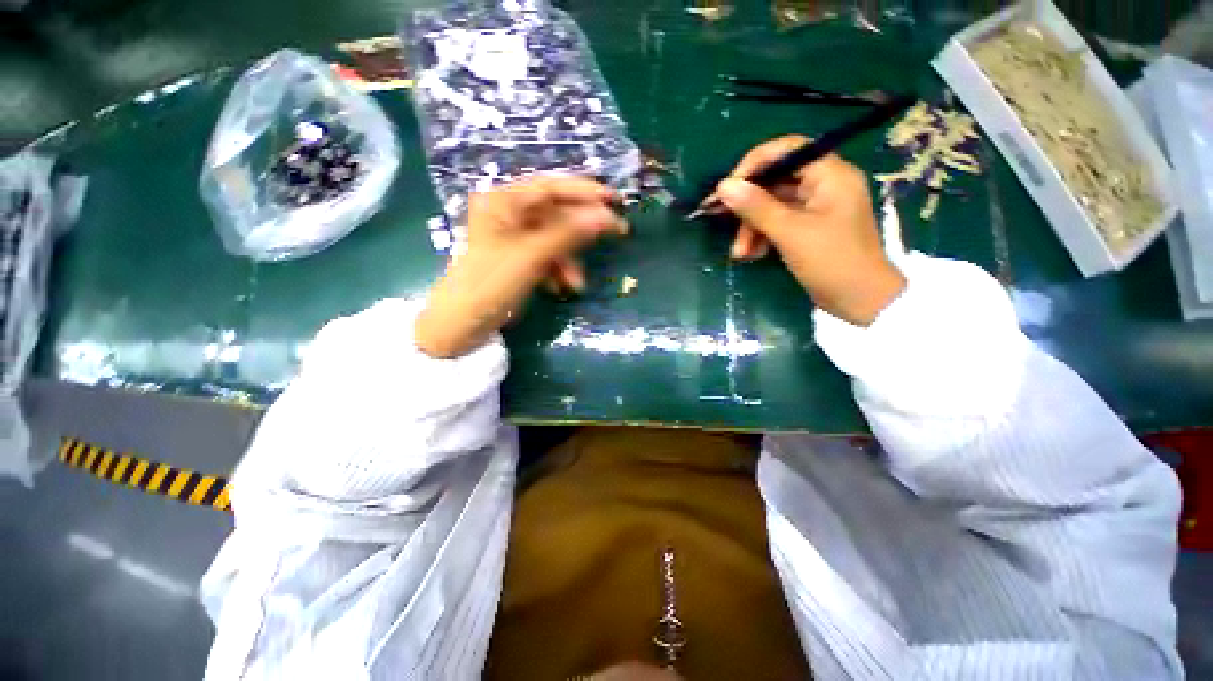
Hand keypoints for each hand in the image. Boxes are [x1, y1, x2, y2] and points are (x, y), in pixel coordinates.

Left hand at [416, 176, 625, 358]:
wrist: (462, 324)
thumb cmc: (491, 283)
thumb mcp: (531, 255)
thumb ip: (569, 233)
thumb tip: (606, 216)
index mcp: (504, 202)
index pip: (552, 187)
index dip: (586, 191)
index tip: (615, 200)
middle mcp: (510, 214)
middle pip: (557, 213)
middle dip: (583, 230)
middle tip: (618, 232)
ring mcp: (515, 238)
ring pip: (556, 239)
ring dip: (570, 260)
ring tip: (576, 284)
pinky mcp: (519, 258)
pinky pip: (548, 256)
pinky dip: (558, 270)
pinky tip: (560, 287)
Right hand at [714, 135, 906, 325]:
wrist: (860, 300)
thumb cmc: (831, 261)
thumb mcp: (789, 232)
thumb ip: (756, 207)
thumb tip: (723, 186)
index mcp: (830, 175)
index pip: (787, 150)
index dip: (754, 164)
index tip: (727, 188)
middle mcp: (824, 185)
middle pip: (776, 181)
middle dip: (748, 206)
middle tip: (721, 221)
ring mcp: (816, 208)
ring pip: (773, 206)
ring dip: (751, 227)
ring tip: (739, 253)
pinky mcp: (808, 229)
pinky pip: (779, 223)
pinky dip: (762, 237)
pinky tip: (752, 255)